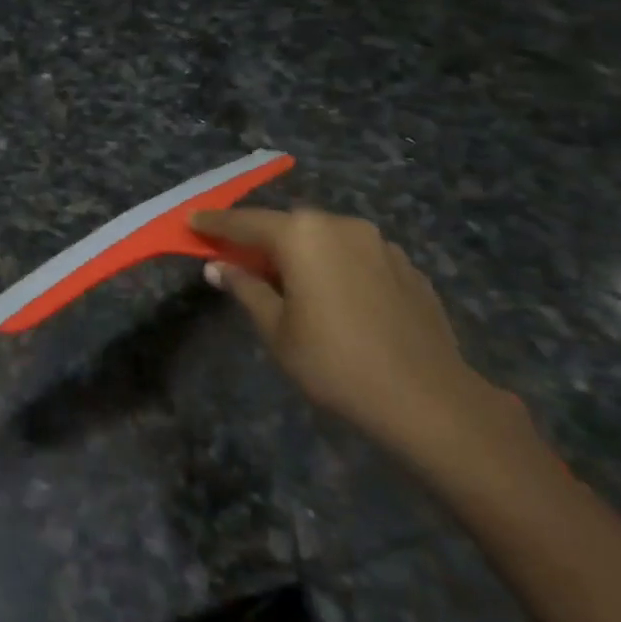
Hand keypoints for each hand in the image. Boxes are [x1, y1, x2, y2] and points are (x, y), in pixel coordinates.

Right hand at [191, 207, 520, 468]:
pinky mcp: (407, 266)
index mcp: (303, 236)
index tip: (192, 222)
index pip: (245, 222)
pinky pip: (355, 254)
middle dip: (260, 237)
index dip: (215, 223)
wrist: (427, 399)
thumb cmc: (335, 363)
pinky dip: (334, 264)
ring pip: (324, 237)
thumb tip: (218, 267)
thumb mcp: (276, 330)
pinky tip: (332, 294)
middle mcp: (341, 225)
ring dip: (300, 251)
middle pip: (288, 225)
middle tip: (237, 255)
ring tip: (285, 278)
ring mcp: (379, 243)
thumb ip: (245, 289)